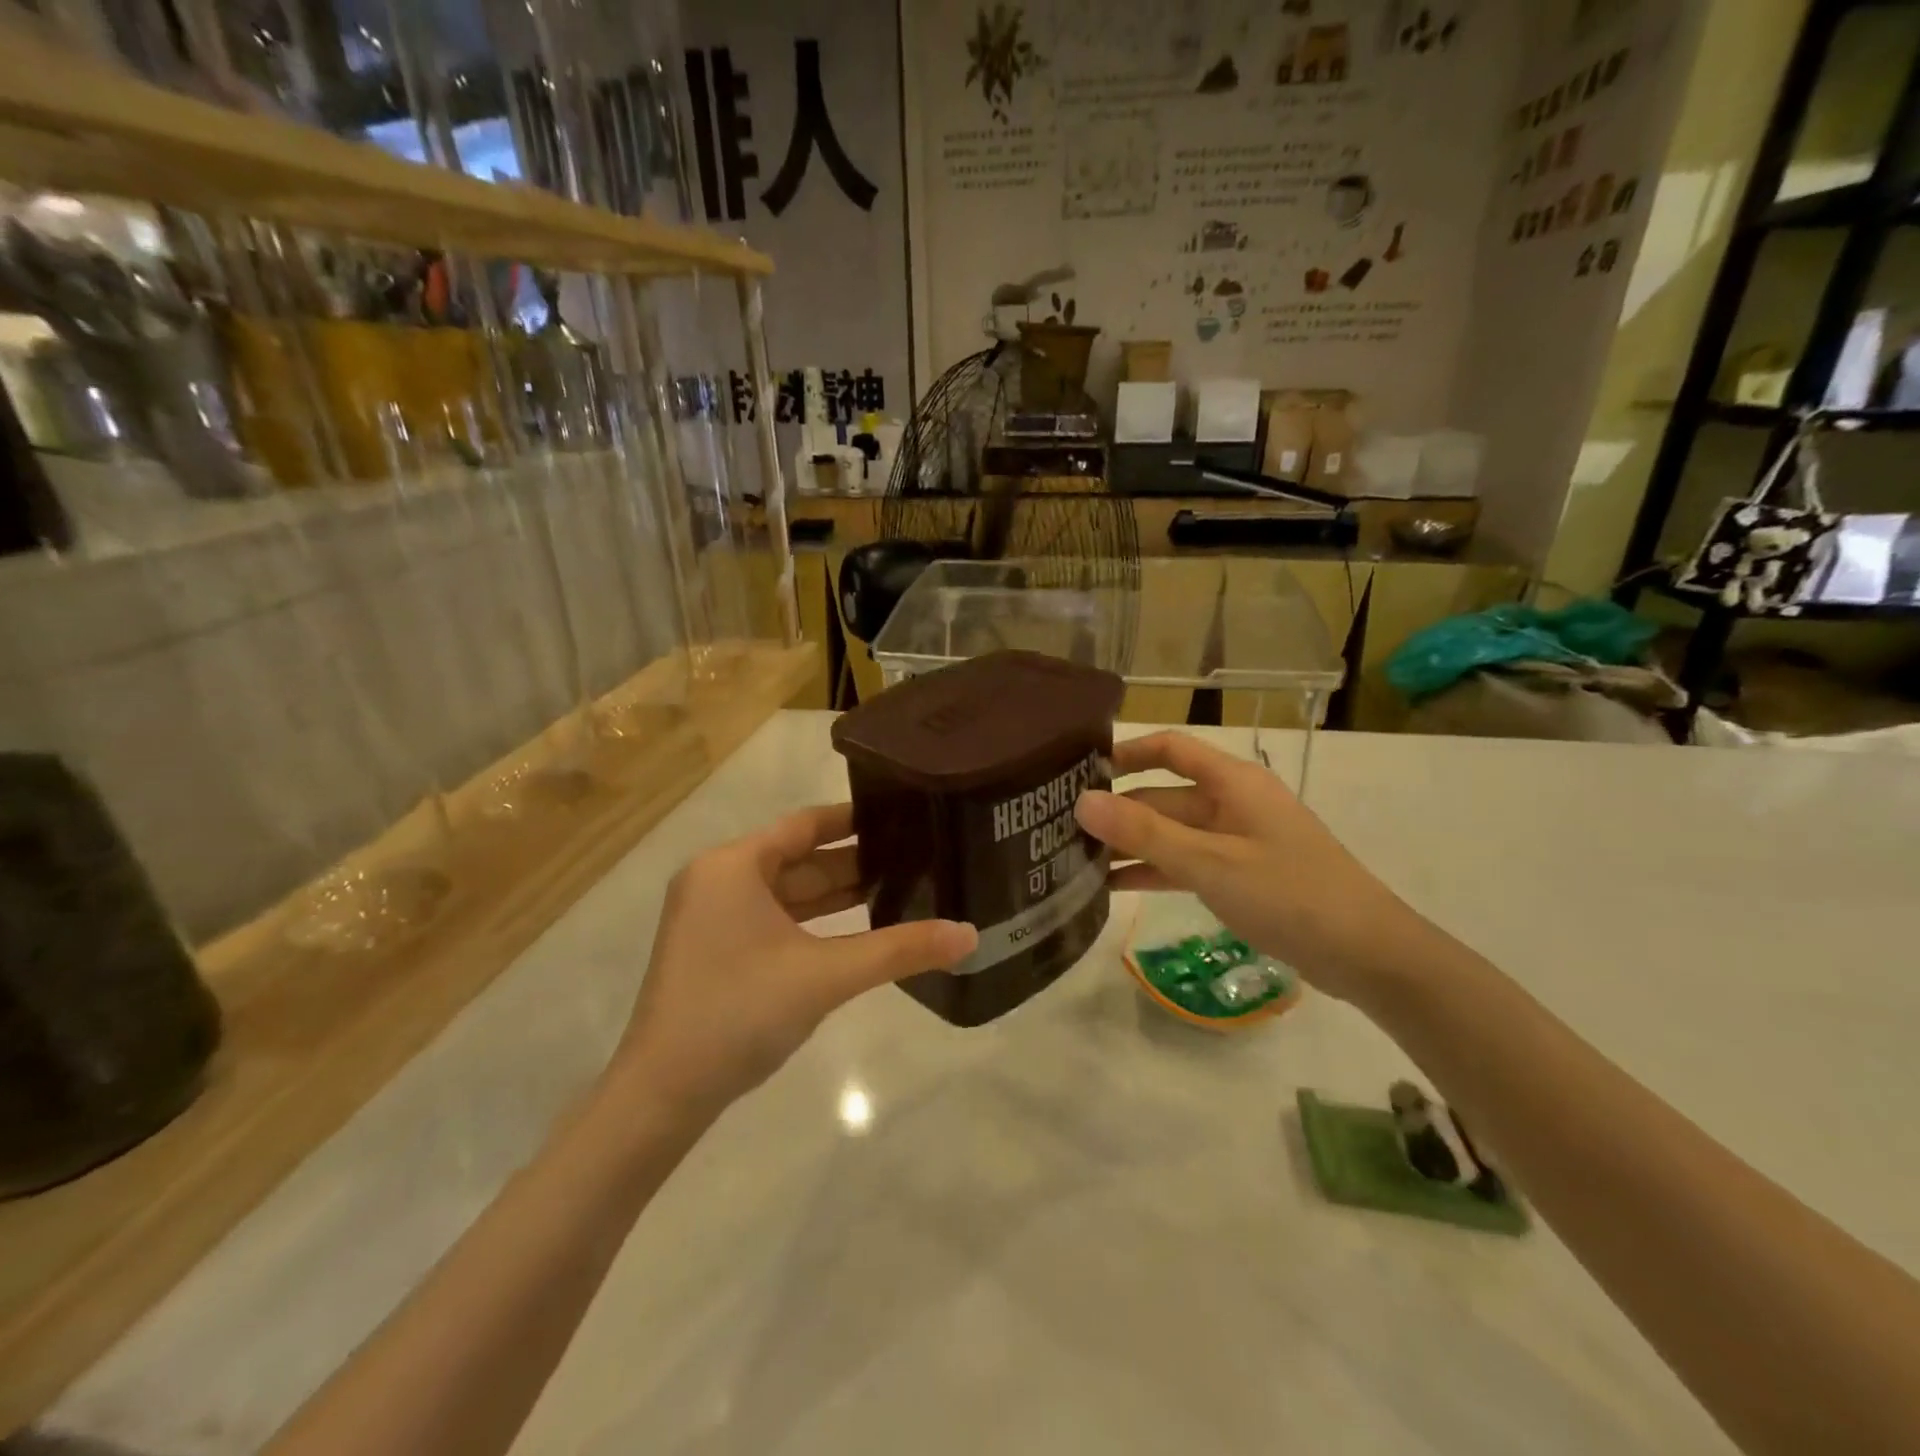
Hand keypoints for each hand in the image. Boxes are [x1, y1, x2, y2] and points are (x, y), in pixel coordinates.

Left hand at [614, 805, 976, 1119]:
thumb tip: (970, 935)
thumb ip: (899, 950)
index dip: (855, 819)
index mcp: (733, 865)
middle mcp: (718, 880)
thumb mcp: (825, 975)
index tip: (903, 815)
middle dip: (854, 861)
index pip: (805, 824)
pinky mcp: (716, 950)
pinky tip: (857, 930)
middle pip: (798, 858)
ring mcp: (712, 917)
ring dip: (837, 895)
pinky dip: (813, 922)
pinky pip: (774, 919)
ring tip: (898, 888)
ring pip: (787, 892)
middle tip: (914, 858)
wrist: (662, 1094)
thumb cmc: (740, 1012)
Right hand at [1073, 732, 1412, 1000]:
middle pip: (1164, 796)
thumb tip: (1082, 801)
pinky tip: (1113, 888)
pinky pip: (1187, 864)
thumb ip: (1145, 832)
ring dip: (1131, 845)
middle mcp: (1232, 803)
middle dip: (1118, 811)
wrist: (1368, 955)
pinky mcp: (1241, 876)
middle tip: (1061, 828)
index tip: (1079, 769)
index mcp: (1233, 782)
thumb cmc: (1290, 894)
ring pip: (1171, 834)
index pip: (1170, 749)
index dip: (1126, 752)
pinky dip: (1154, 872)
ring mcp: (1237, 841)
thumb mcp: (1210, 863)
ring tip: (1076, 860)